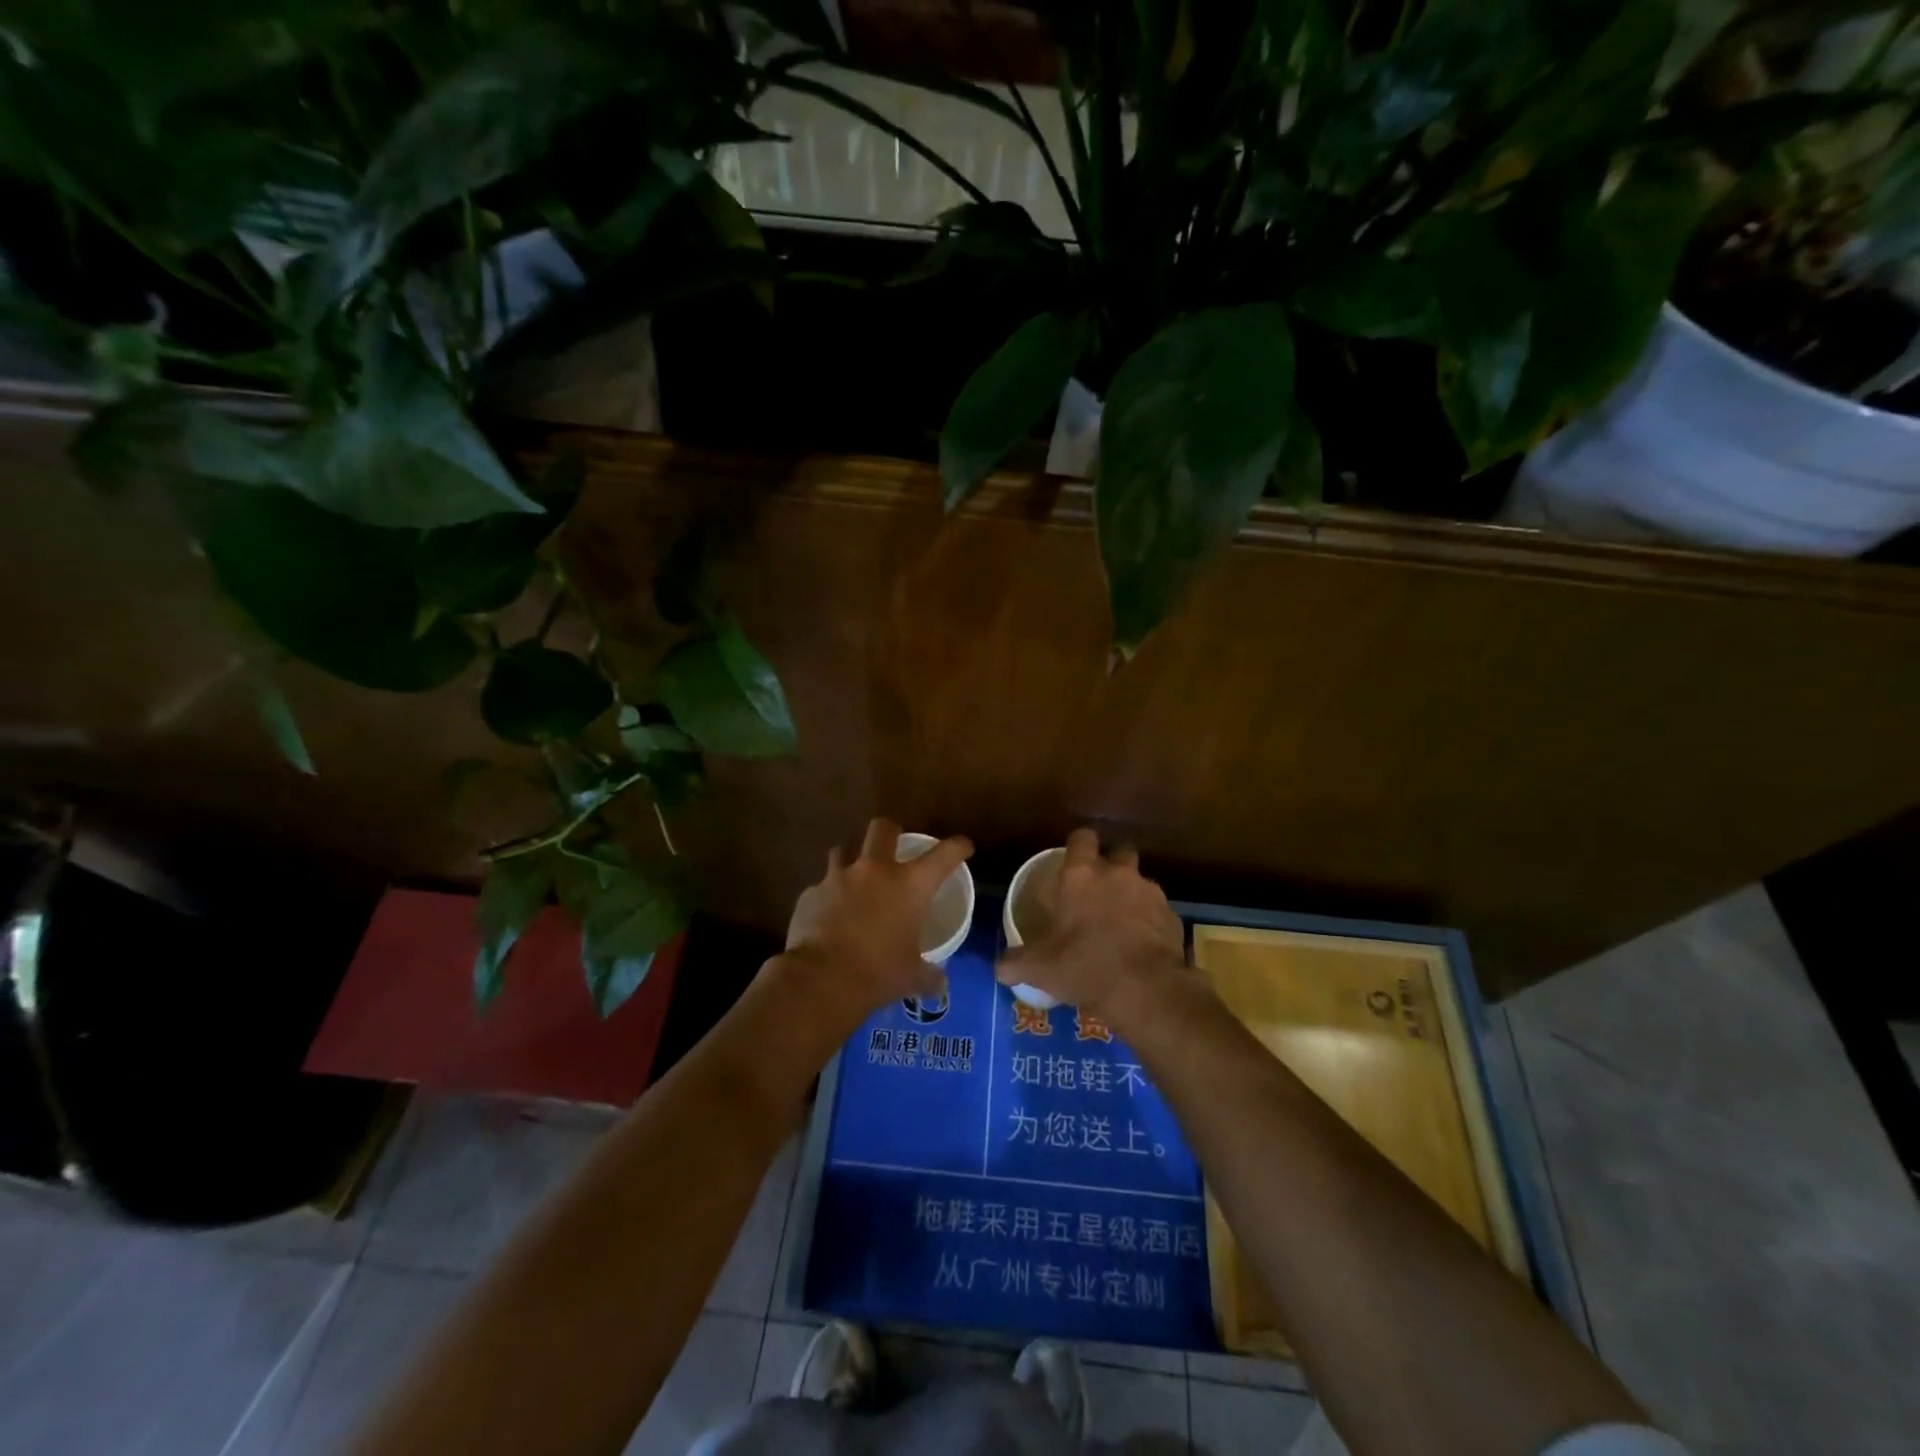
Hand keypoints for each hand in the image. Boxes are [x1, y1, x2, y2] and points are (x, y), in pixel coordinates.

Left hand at [777, 818, 973, 1027]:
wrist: (822, 980)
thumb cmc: (879, 973)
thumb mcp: (912, 976)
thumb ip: (928, 975)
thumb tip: (939, 984)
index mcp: (910, 885)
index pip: (944, 854)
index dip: (957, 847)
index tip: (963, 847)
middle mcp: (875, 870)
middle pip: (883, 828)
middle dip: (890, 832)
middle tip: (893, 846)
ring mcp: (838, 878)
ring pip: (843, 850)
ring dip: (850, 861)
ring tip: (853, 880)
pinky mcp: (810, 894)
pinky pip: (820, 887)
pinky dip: (826, 897)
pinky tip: (827, 916)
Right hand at [994, 828, 1187, 1025]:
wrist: (1145, 988)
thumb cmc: (1084, 965)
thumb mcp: (1039, 968)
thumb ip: (1015, 963)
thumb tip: (998, 968)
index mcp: (1081, 875)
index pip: (1082, 838)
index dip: (1078, 845)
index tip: (1073, 859)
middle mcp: (1118, 874)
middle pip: (1119, 851)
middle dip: (1112, 863)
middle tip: (1100, 888)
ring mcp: (1150, 893)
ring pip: (1141, 882)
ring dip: (1132, 895)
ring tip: (1122, 922)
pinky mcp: (1173, 917)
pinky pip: (1159, 912)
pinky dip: (1152, 923)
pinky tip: (1143, 945)